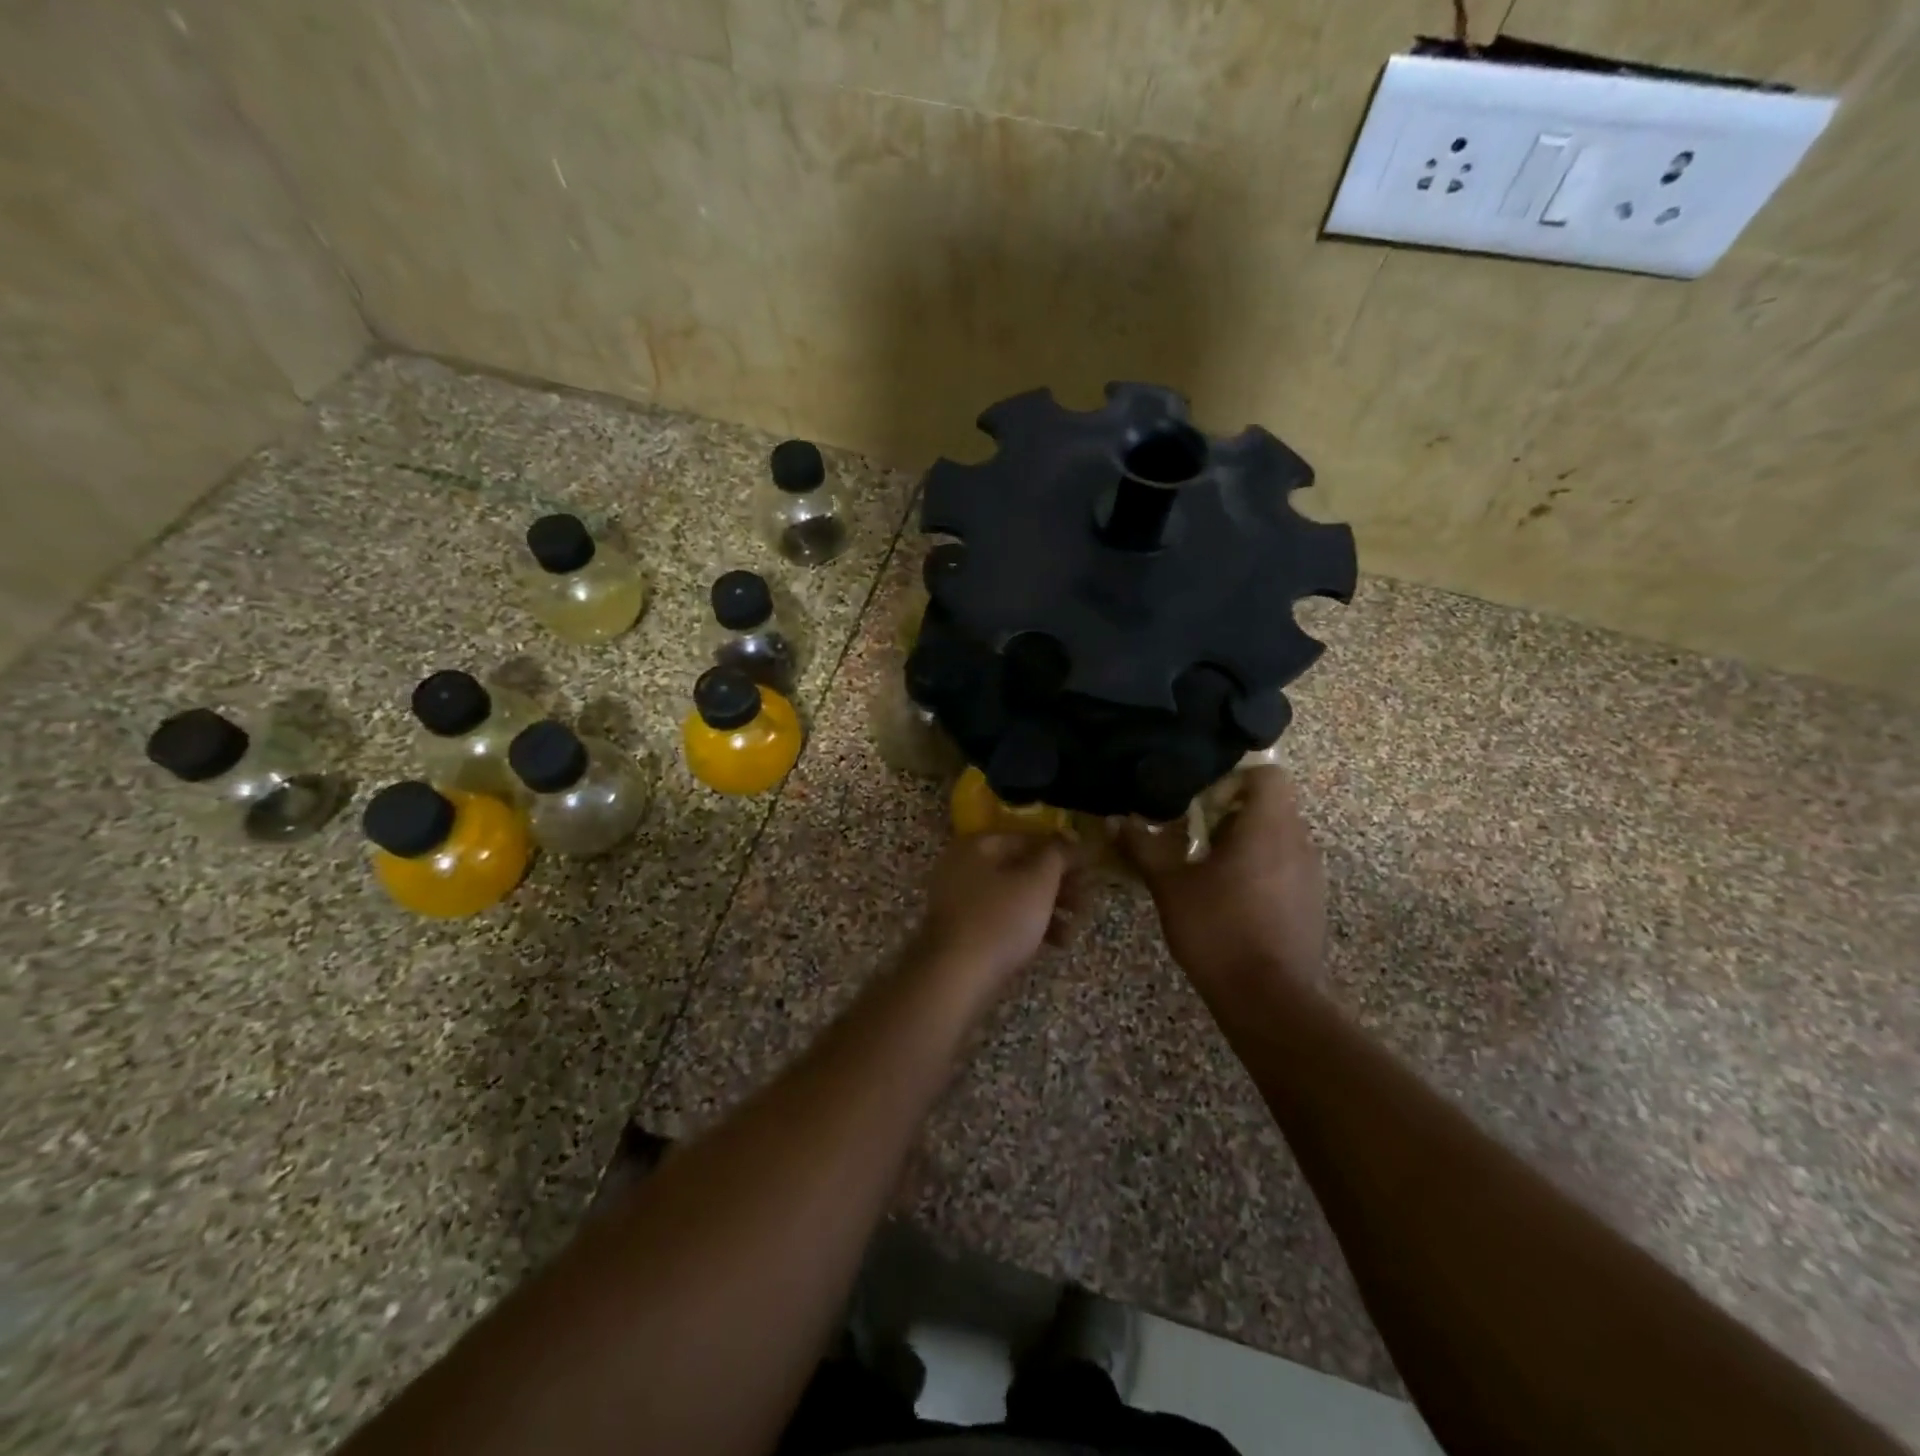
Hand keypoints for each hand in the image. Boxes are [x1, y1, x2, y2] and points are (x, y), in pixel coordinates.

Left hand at [912, 833, 1075, 986]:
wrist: (956, 978)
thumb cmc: (1000, 921)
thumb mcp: (1037, 883)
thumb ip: (1057, 856)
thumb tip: (1071, 840)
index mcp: (977, 846)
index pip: (1028, 838)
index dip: (1062, 850)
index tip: (1090, 866)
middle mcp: (964, 867)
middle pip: (1021, 868)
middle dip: (1058, 884)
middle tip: (1086, 900)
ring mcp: (961, 902)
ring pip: (1014, 896)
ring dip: (1049, 908)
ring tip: (1076, 927)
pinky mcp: (965, 932)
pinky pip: (1004, 920)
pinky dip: (1030, 926)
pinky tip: (1057, 943)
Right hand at [1120, 767, 1327, 1007]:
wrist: (1268, 998)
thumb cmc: (1217, 930)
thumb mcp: (1169, 885)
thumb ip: (1144, 846)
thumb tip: (1116, 820)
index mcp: (1267, 827)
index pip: (1268, 775)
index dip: (1234, 780)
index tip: (1202, 803)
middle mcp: (1297, 842)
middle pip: (1271, 805)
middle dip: (1233, 813)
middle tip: (1195, 836)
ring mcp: (1311, 874)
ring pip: (1280, 837)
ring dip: (1247, 842)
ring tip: (1210, 869)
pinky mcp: (1312, 902)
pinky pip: (1288, 866)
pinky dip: (1262, 869)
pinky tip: (1232, 899)